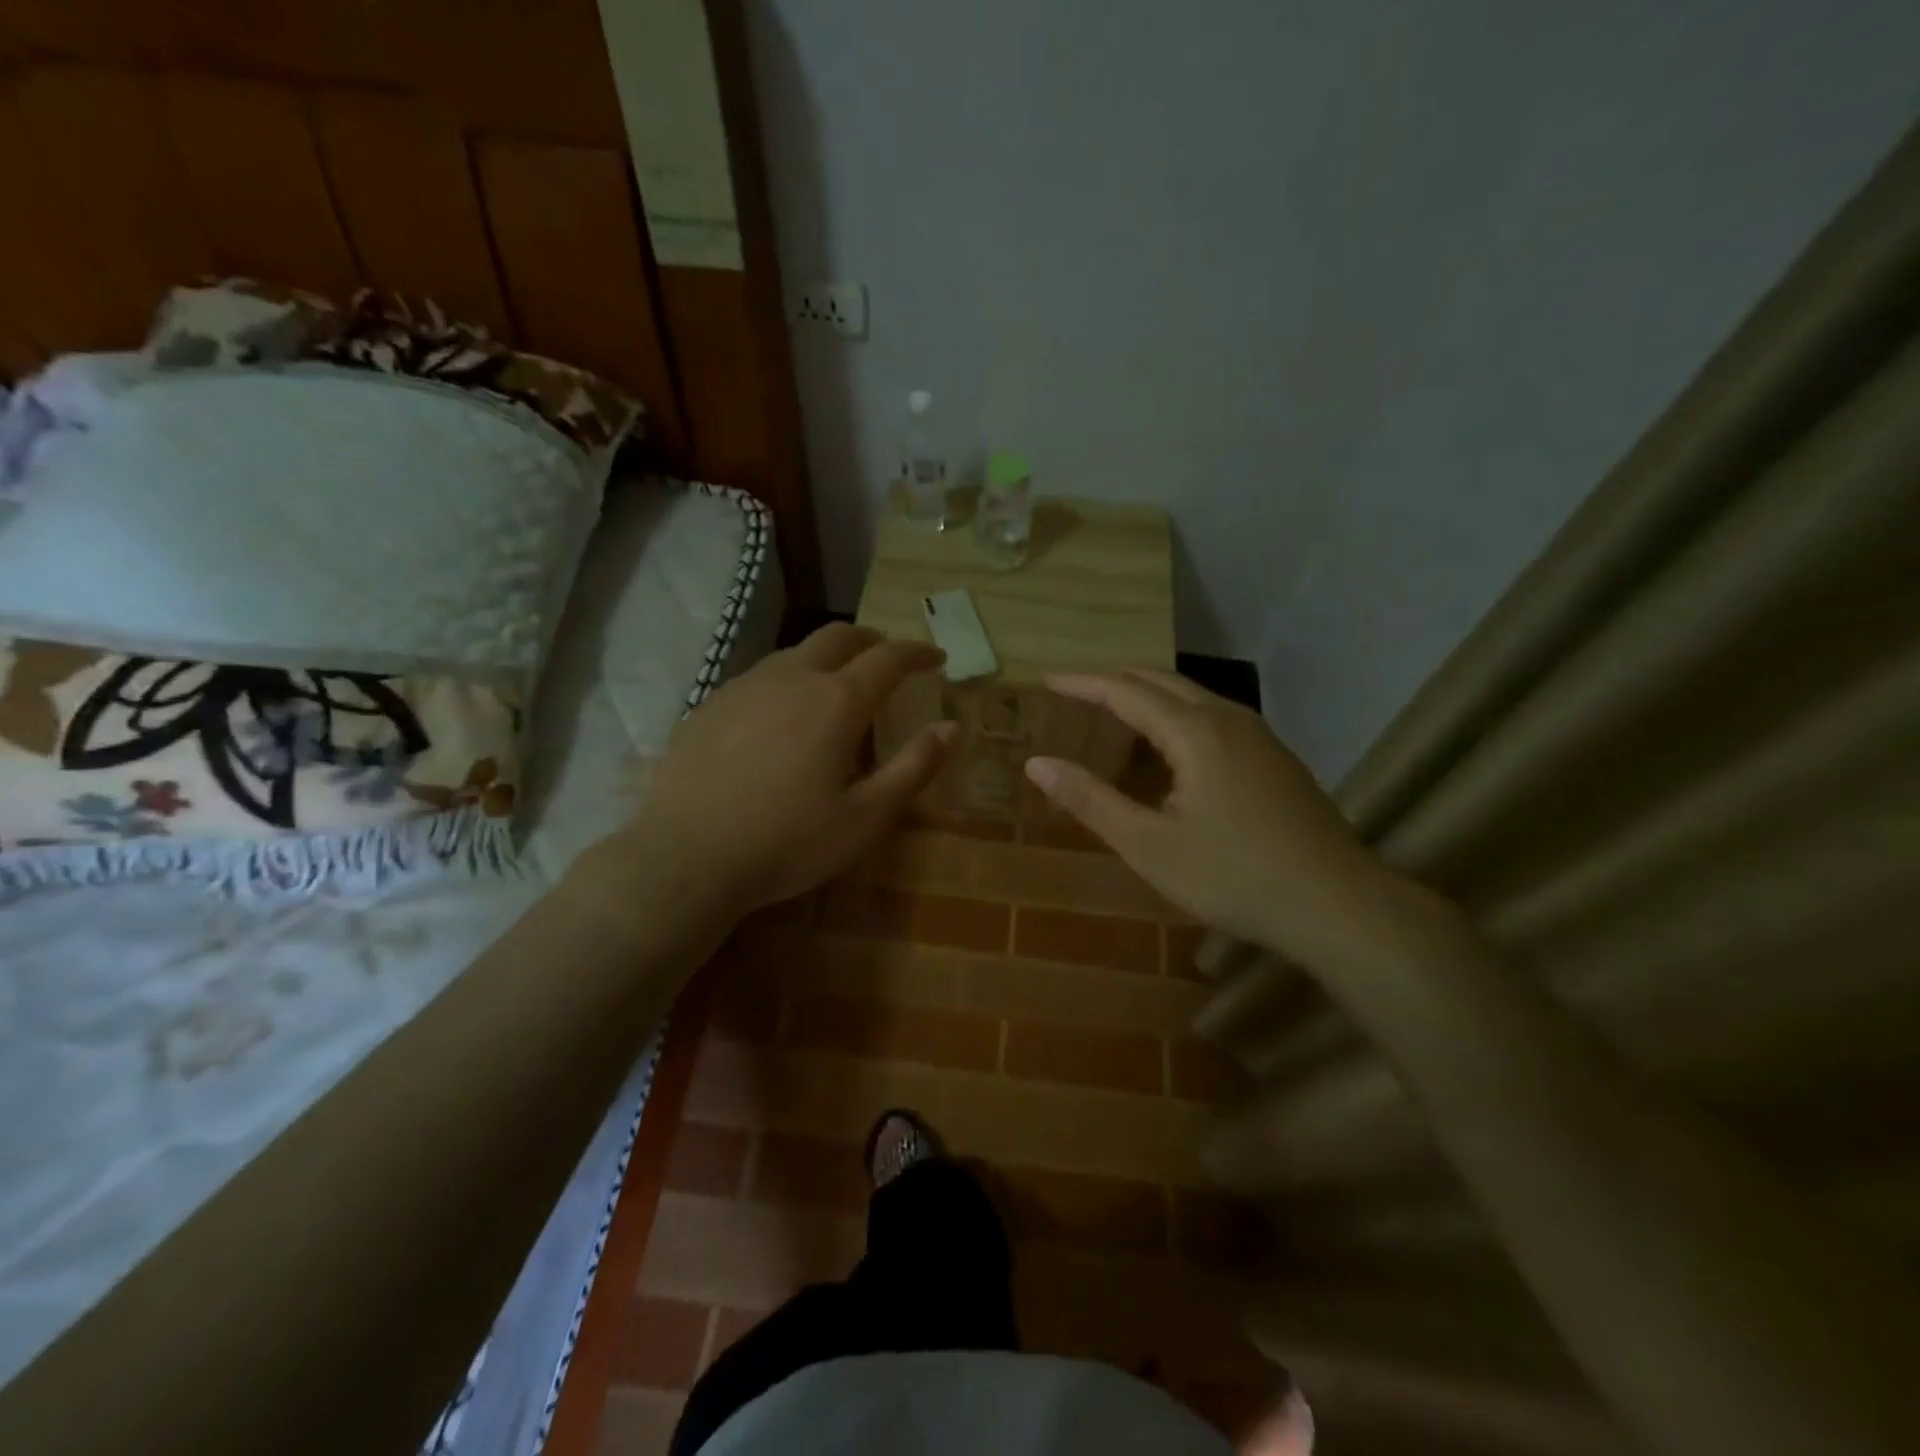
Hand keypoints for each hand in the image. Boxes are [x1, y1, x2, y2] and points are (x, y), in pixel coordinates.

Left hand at [619, 624, 952, 912]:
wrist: (687, 857)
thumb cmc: (788, 842)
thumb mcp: (866, 817)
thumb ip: (914, 767)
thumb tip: (951, 727)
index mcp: (836, 701)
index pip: (888, 658)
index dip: (918, 653)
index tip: (936, 658)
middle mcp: (791, 678)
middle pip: (838, 636)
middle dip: (871, 640)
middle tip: (888, 659)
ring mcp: (744, 686)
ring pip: (795, 652)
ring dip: (826, 658)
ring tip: (836, 686)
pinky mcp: (709, 705)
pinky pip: (760, 677)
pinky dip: (787, 681)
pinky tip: (780, 716)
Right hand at [1024, 670, 1404, 964]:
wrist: (1336, 903)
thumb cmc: (1233, 876)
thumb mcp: (1149, 845)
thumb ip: (1091, 800)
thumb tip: (1037, 764)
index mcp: (1195, 732)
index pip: (1125, 690)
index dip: (1082, 683)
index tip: (1047, 679)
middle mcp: (1228, 718)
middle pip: (1160, 680)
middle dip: (1113, 679)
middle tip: (1074, 689)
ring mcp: (1259, 735)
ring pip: (1192, 695)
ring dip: (1147, 693)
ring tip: (1113, 708)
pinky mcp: (1274, 756)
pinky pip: (1213, 714)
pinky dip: (1176, 712)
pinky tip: (1170, 743)